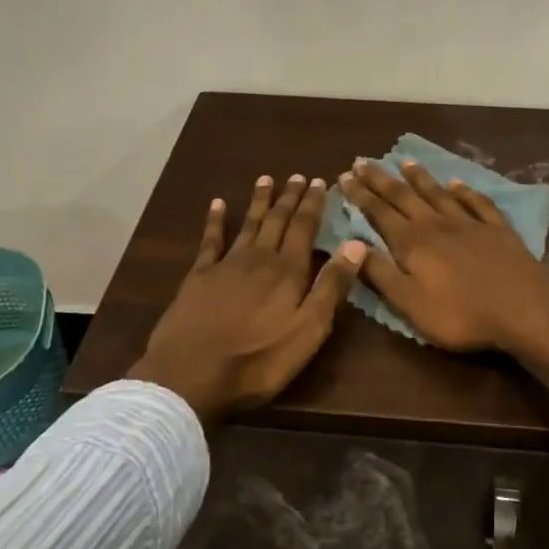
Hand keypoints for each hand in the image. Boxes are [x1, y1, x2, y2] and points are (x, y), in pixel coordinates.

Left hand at [130, 175, 365, 422]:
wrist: (191, 373)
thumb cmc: (259, 360)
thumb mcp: (308, 330)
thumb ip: (331, 286)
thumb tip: (356, 244)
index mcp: (288, 271)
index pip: (304, 229)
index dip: (313, 204)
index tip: (319, 181)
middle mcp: (259, 259)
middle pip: (278, 221)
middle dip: (289, 198)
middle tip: (297, 175)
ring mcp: (226, 265)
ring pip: (248, 224)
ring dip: (259, 202)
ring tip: (266, 179)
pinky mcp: (199, 277)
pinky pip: (210, 241)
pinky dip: (216, 220)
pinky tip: (218, 204)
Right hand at [337, 159, 548, 352]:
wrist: (524, 309)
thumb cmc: (461, 314)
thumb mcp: (410, 304)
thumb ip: (380, 273)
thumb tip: (351, 243)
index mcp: (412, 243)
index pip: (379, 212)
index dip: (360, 195)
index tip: (344, 176)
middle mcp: (437, 224)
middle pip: (404, 196)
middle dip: (381, 179)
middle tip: (363, 161)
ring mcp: (469, 223)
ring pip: (438, 193)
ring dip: (420, 177)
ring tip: (406, 162)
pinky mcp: (497, 229)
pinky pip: (476, 202)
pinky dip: (464, 190)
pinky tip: (457, 183)